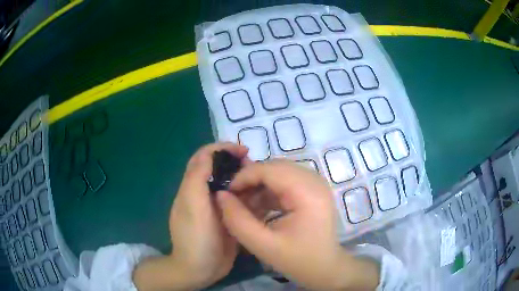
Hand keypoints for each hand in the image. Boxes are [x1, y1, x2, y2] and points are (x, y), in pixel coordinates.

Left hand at [133, 143, 248, 290]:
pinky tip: (263, 199)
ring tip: (262, 183)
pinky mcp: (228, 218)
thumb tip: (208, 154)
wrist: (200, 268)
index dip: (222, 148)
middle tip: (256, 168)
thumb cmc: (195, 237)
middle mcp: (204, 193)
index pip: (204, 157)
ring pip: (232, 185)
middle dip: (237, 163)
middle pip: (220, 169)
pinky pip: (240, 201)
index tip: (244, 150)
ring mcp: (217, 207)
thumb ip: (197, 178)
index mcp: (193, 186)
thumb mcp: (192, 205)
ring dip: (246, 180)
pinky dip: (250, 196)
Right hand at [216, 160, 378, 289]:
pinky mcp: (313, 191)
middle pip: (274, 167)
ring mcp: (316, 184)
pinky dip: (269, 193)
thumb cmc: (298, 260)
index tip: (226, 193)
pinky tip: (259, 209)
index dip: (244, 177)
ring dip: (259, 187)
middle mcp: (315, 181)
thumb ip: (237, 220)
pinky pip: (286, 182)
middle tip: (234, 200)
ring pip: (279, 173)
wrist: (325, 268)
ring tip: (245, 207)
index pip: (270, 169)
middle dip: (250, 181)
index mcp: (307, 192)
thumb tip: (220, 195)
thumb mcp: (262, 245)